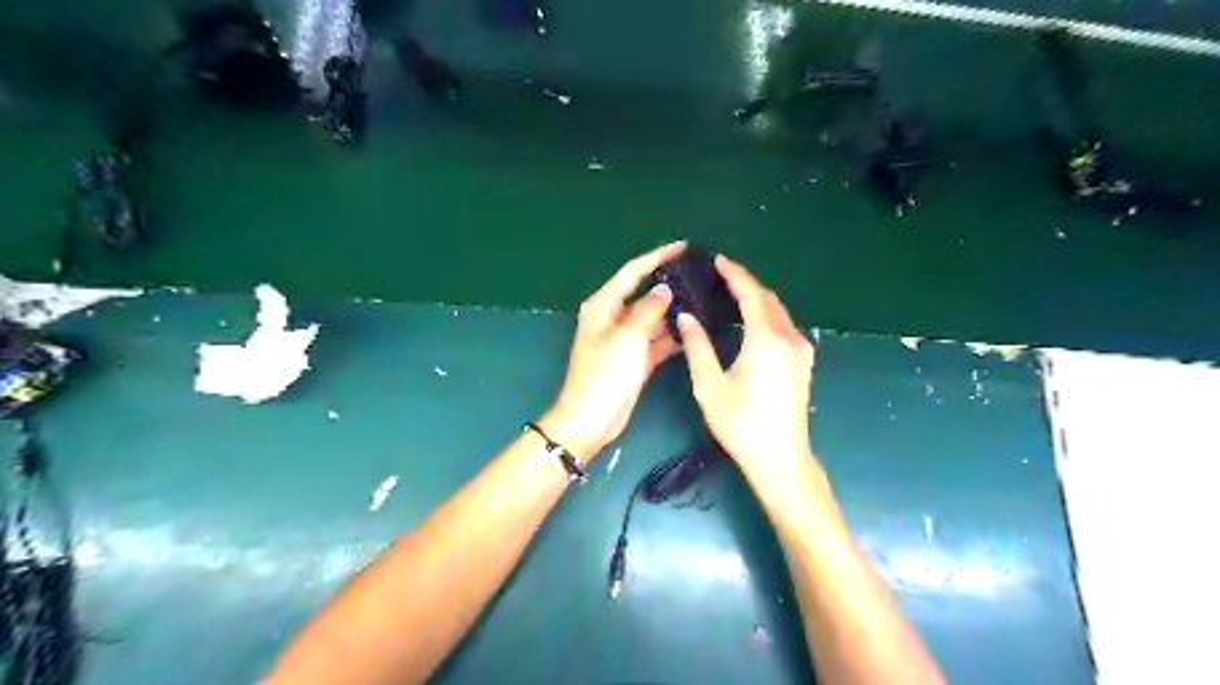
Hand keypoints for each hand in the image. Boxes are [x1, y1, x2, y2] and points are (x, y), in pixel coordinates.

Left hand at [543, 241, 683, 459]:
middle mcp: (613, 318)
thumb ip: (649, 310)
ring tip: (704, 301)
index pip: (633, 272)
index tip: (683, 246)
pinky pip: (656, 340)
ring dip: (674, 312)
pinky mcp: (634, 359)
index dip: (657, 256)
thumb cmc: (604, 375)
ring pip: (653, 318)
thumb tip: (664, 291)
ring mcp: (624, 340)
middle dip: (670, 286)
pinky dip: (671, 336)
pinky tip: (694, 331)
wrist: (591, 419)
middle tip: (700, 276)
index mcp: (604, 305)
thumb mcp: (628, 338)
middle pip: (645, 294)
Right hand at [683, 253, 813, 480]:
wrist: (780, 458)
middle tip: (720, 277)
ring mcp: (801, 350)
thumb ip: (698, 346)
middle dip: (745, 284)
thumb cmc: (741, 424)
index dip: (734, 274)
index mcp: (766, 339)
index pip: (751, 293)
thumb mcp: (710, 386)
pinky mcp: (803, 362)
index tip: (718, 260)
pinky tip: (750, 322)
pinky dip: (766, 315)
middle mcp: (789, 338)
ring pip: (779, 312)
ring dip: (757, 299)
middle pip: (768, 298)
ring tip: (731, 295)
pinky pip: (784, 326)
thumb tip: (686, 316)